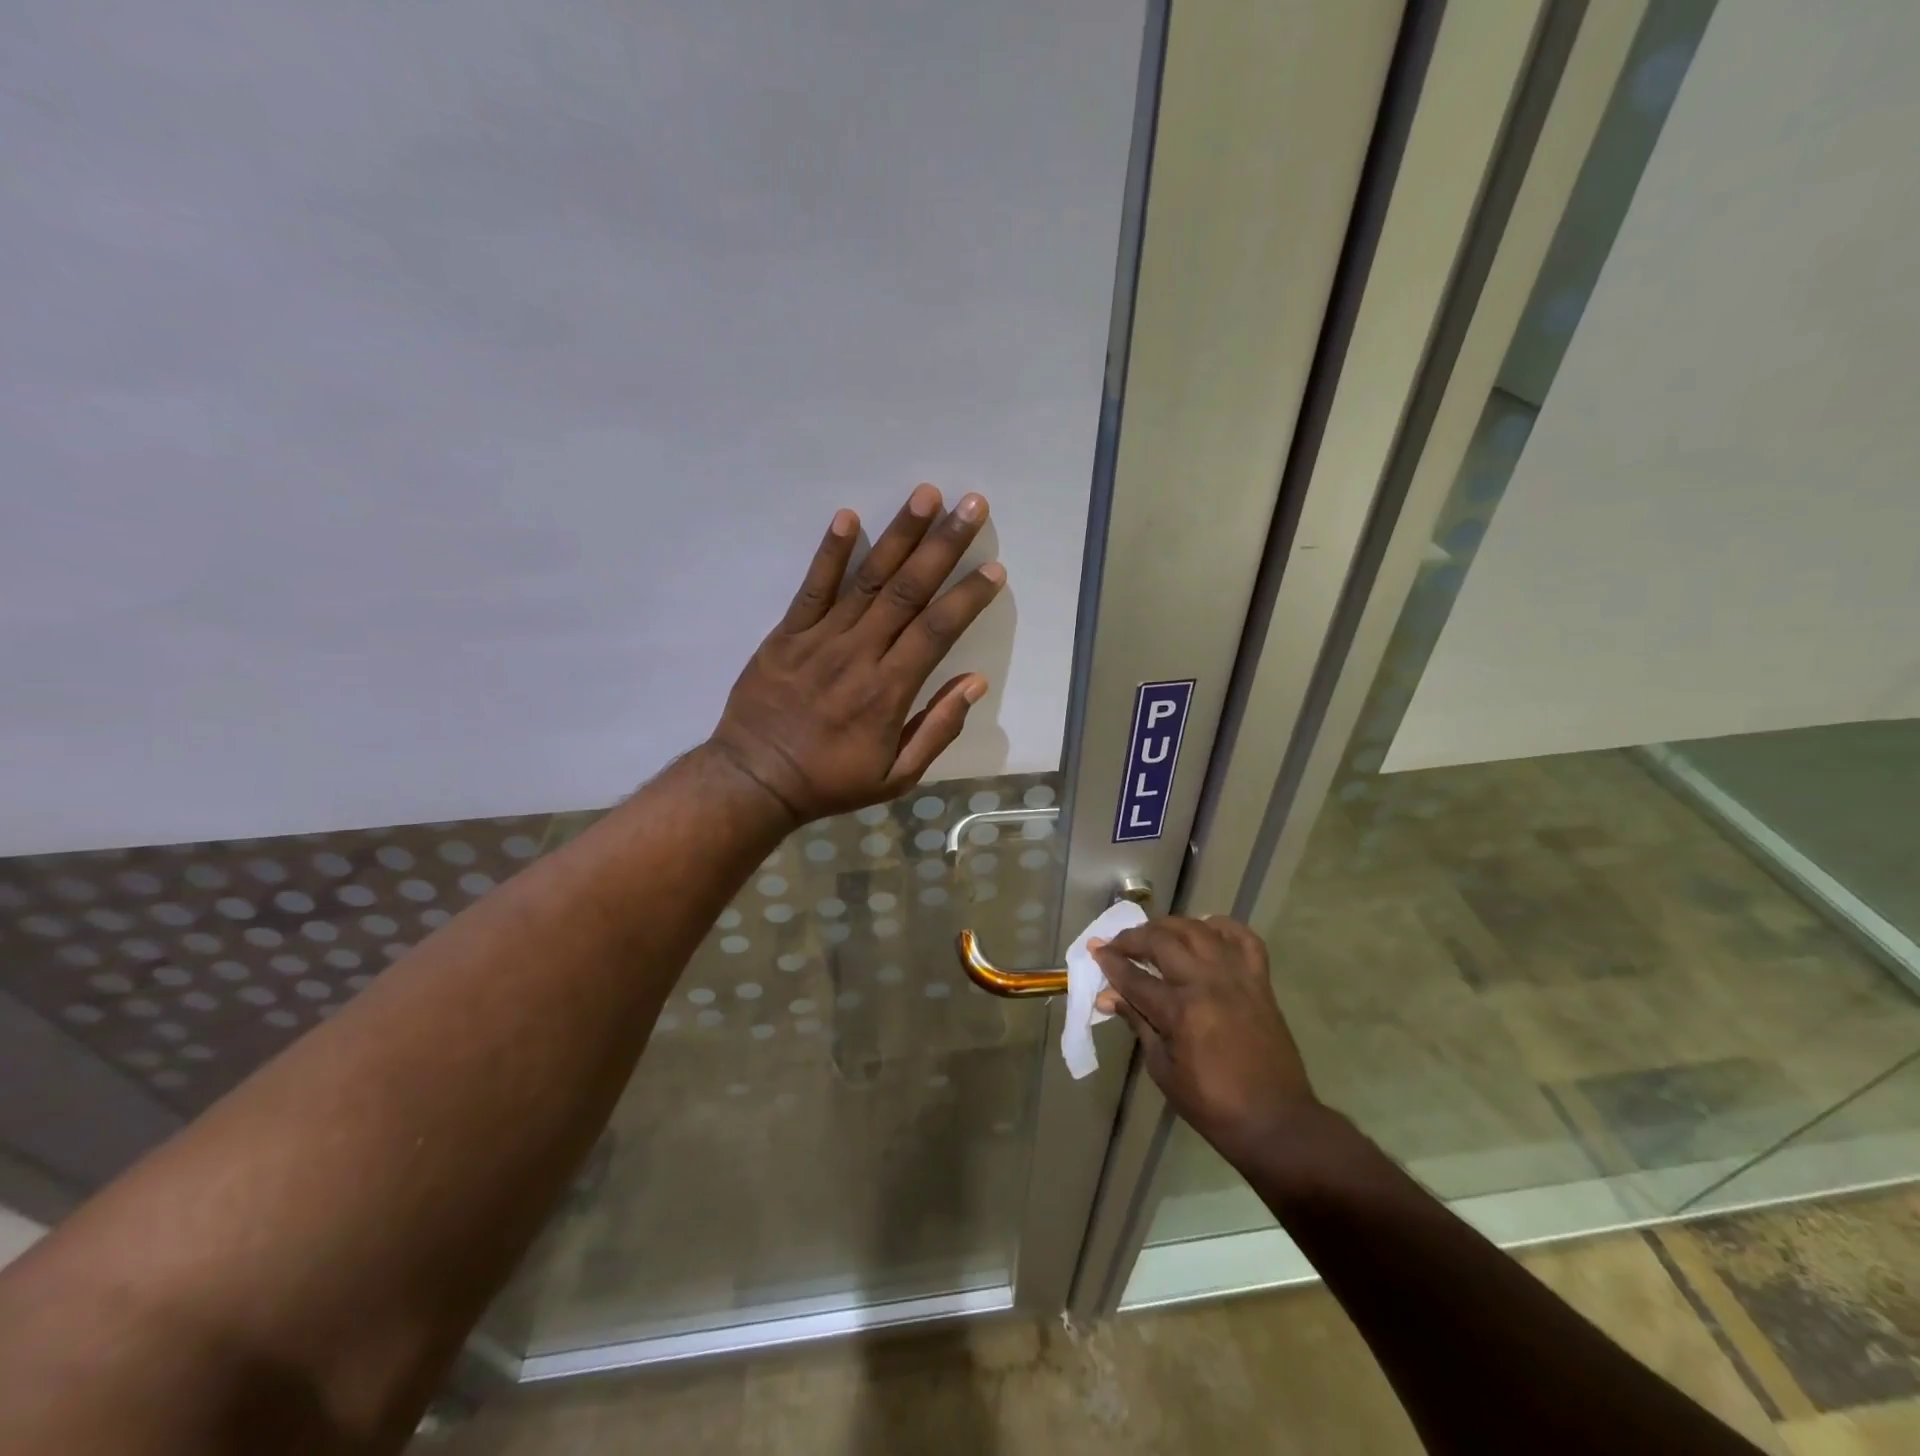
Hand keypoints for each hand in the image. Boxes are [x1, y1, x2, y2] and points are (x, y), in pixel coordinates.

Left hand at [707, 484, 1004, 825]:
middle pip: (908, 591)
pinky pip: (812, 588)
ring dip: (898, 535)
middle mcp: (859, 655)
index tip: (993, 568)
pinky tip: (847, 517)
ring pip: (867, 579)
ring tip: (925, 495)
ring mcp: (820, 639)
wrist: (756, 780)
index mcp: (889, 691)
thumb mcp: (896, 777)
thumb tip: (974, 683)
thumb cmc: (831, 781)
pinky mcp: (787, 634)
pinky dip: (829, 552)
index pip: (937, 631)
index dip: (967, 597)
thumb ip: (937, 729)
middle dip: (943, 546)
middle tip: (971, 506)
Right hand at [1092, 917, 1320, 1166]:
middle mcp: (1207, 983)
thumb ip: (1138, 1024)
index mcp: (1181, 1012)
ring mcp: (1237, 978)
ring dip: (1169, 926)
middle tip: (1116, 944)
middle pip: (1162, 941)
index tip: (1094, 950)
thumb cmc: (1212, 1104)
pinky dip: (1222, 928)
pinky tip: (1205, 931)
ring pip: (1198, 930)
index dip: (1110, 962)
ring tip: (1153, 934)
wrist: (1276, 1121)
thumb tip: (1108, 997)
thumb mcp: (1163, 1069)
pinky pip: (1243, 938)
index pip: (1134, 977)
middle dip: (1132, 938)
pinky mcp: (1260, 981)